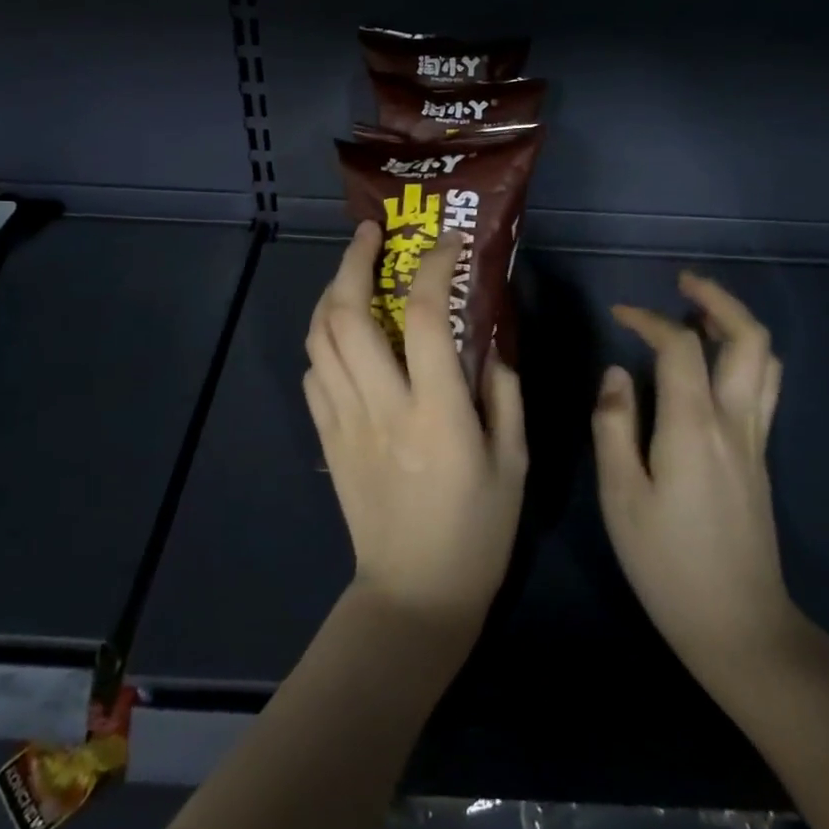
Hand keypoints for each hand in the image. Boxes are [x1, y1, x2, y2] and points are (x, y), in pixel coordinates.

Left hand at [304, 222, 527, 635]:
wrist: (415, 595)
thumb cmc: (478, 531)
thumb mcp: (514, 461)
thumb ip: (504, 393)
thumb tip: (488, 341)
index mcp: (437, 412)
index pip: (426, 316)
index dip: (435, 267)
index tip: (449, 244)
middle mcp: (382, 406)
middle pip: (349, 315)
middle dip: (355, 261)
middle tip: (372, 233)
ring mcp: (346, 422)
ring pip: (320, 339)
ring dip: (332, 293)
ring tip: (353, 270)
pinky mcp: (329, 440)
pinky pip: (314, 375)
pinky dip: (324, 341)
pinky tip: (343, 335)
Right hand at [594, 272, 797, 702]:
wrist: (738, 622)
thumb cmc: (666, 562)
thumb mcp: (620, 496)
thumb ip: (614, 427)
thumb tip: (617, 375)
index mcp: (694, 426)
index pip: (680, 347)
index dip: (649, 319)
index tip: (620, 314)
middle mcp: (735, 422)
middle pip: (747, 339)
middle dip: (718, 300)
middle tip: (684, 283)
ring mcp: (756, 440)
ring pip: (766, 362)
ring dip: (736, 326)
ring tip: (700, 314)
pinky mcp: (761, 459)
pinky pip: (763, 388)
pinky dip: (742, 357)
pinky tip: (713, 367)